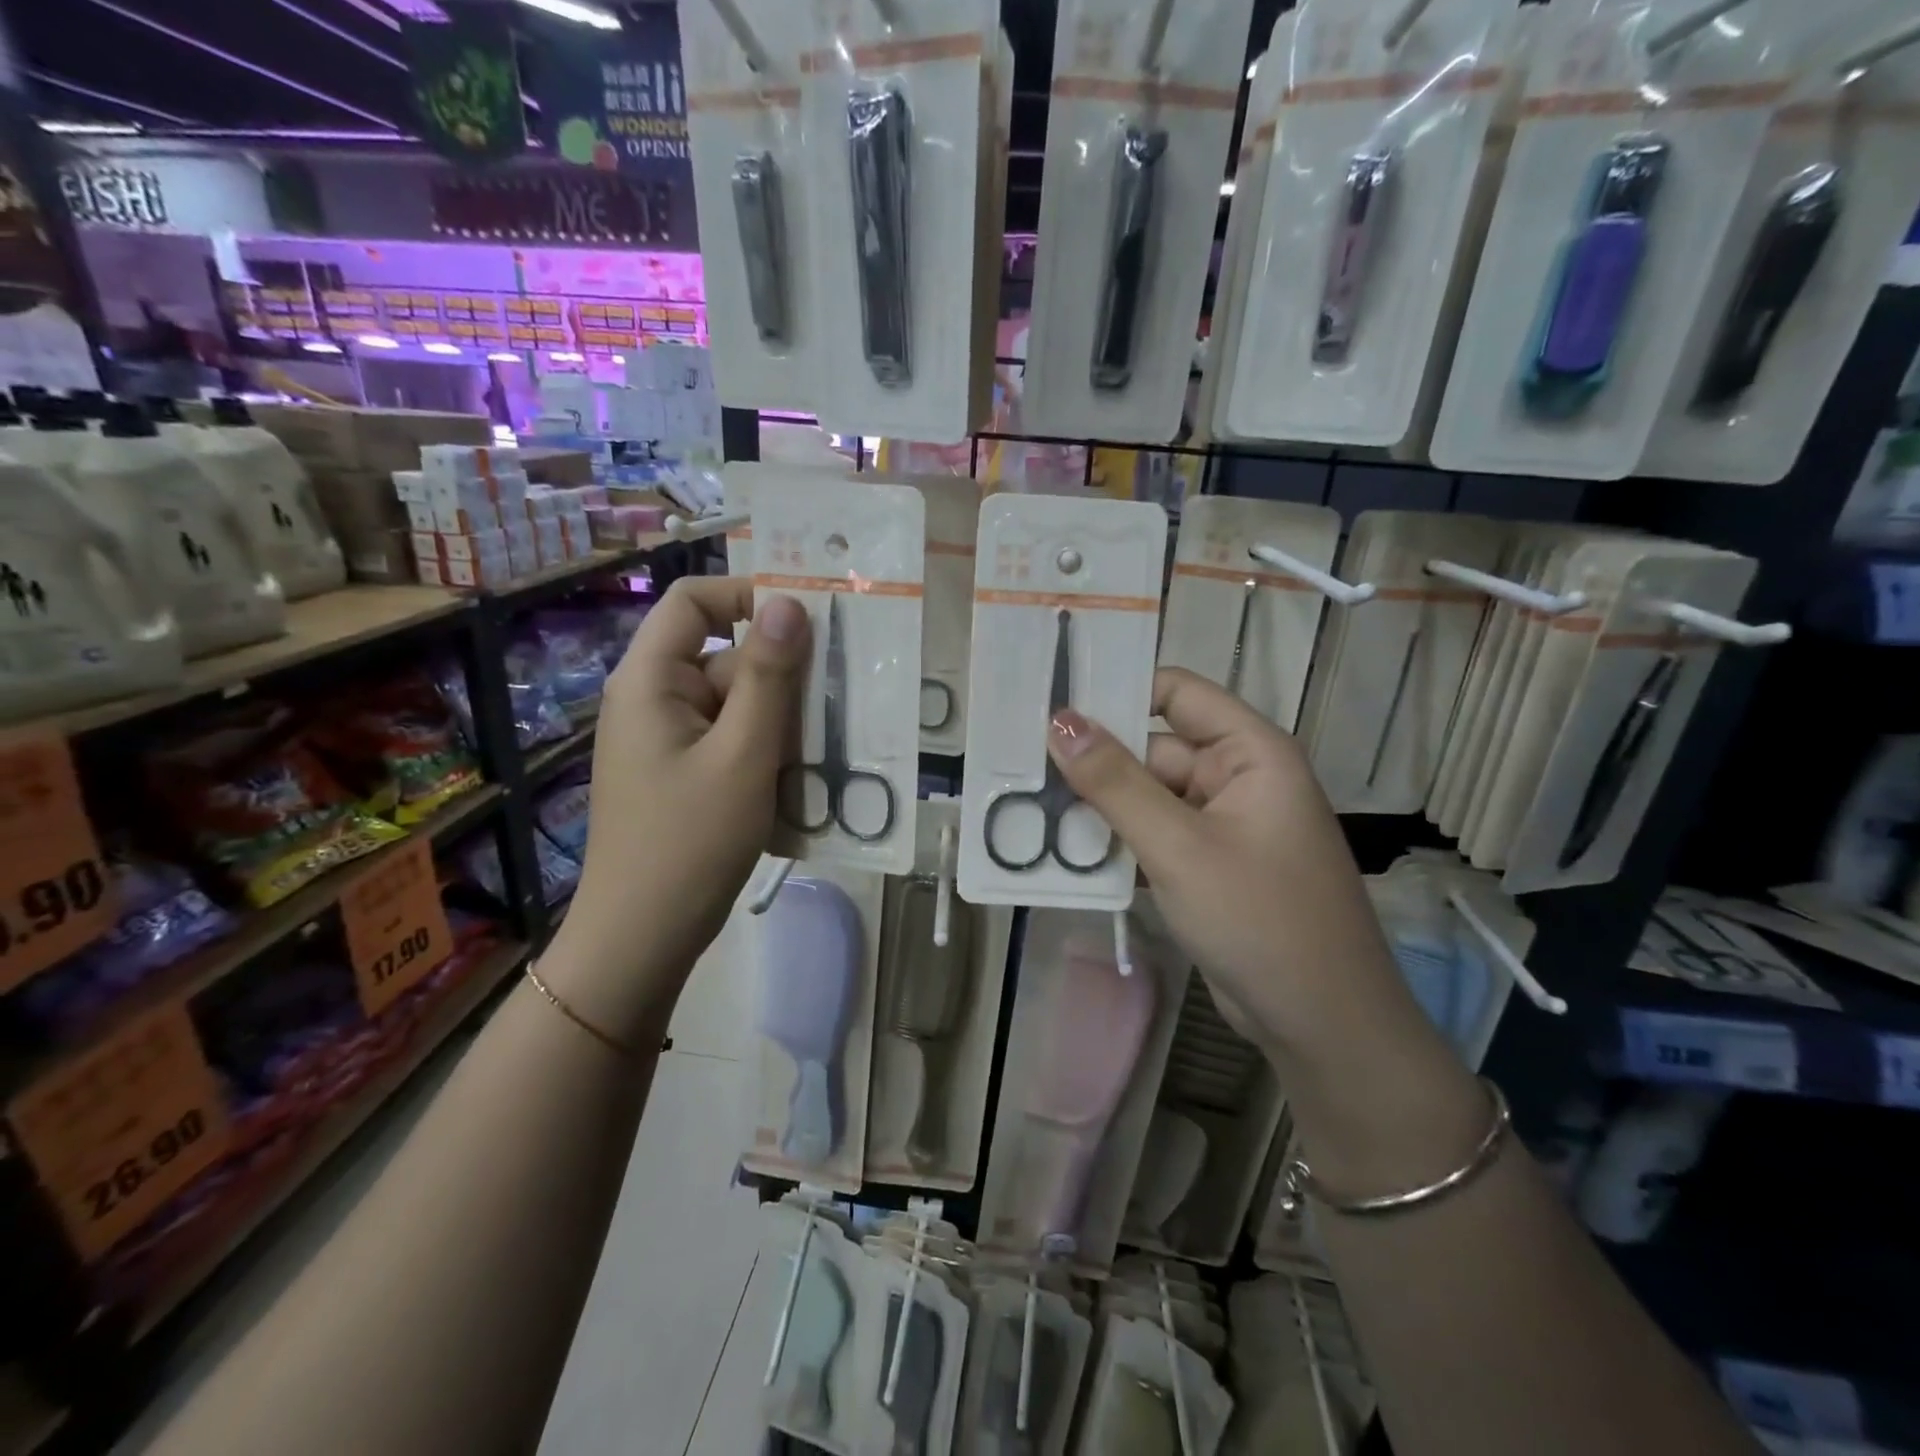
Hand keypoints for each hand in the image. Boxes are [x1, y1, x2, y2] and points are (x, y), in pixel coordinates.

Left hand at [547, 578, 809, 1037]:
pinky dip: (767, 749)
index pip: (693, 601)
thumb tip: (790, 604)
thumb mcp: (743, 754)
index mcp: (651, 680)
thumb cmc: (690, 842)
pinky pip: (731, 741)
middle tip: (841, 694)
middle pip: (724, 657)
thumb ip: (769, 676)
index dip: (747, 594)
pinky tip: (805, 776)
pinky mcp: (684, 774)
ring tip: (832, 741)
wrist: (642, 938)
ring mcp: (668, 741)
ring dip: (781, 718)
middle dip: (781, 674)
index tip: (808, 618)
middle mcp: (654, 700)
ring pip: (736, 704)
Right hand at [1048, 668, 1416, 1053]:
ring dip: (1099, 806)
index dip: (1119, 688)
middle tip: (1019, 764)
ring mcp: (1221, 825)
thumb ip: (1115, 782)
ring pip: (1147, 797)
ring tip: (1027, 803)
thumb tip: (1059, 720)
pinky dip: (1116, 842)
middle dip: (1095, 760)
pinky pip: (1153, 836)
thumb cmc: (1260, 919)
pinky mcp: (1207, 865)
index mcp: (1249, 752)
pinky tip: (1063, 852)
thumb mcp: (1179, 847)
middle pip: (1153, 749)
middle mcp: (1237, 778)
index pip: (1177, 692)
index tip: (1053, 700)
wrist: (1322, 1025)